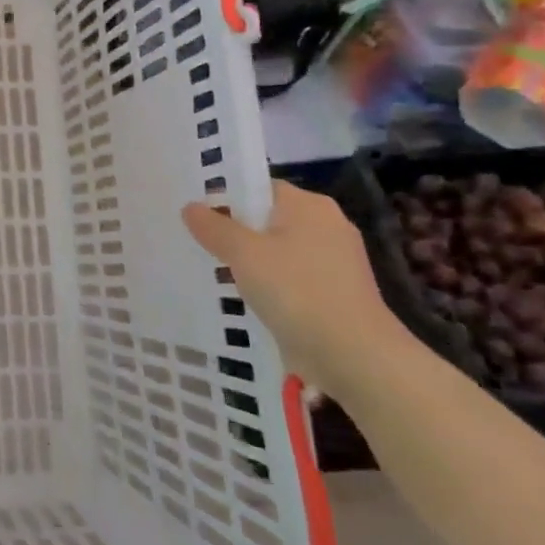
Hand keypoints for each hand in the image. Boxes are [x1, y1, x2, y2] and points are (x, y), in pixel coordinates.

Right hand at [182, 181, 419, 395]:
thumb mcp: (243, 254)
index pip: (260, 188)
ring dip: (250, 262)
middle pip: (268, 220)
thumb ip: (214, 227)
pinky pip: (290, 278)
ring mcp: (335, 262)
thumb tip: (190, 207)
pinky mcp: (334, 294)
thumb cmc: (296, 291)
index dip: (226, 198)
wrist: (354, 355)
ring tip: (214, 271)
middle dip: (235, 232)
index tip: (197, 215)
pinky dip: (269, 285)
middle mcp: (327, 226)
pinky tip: (244, 298)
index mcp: (309, 206)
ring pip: (278, 251)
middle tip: (197, 242)